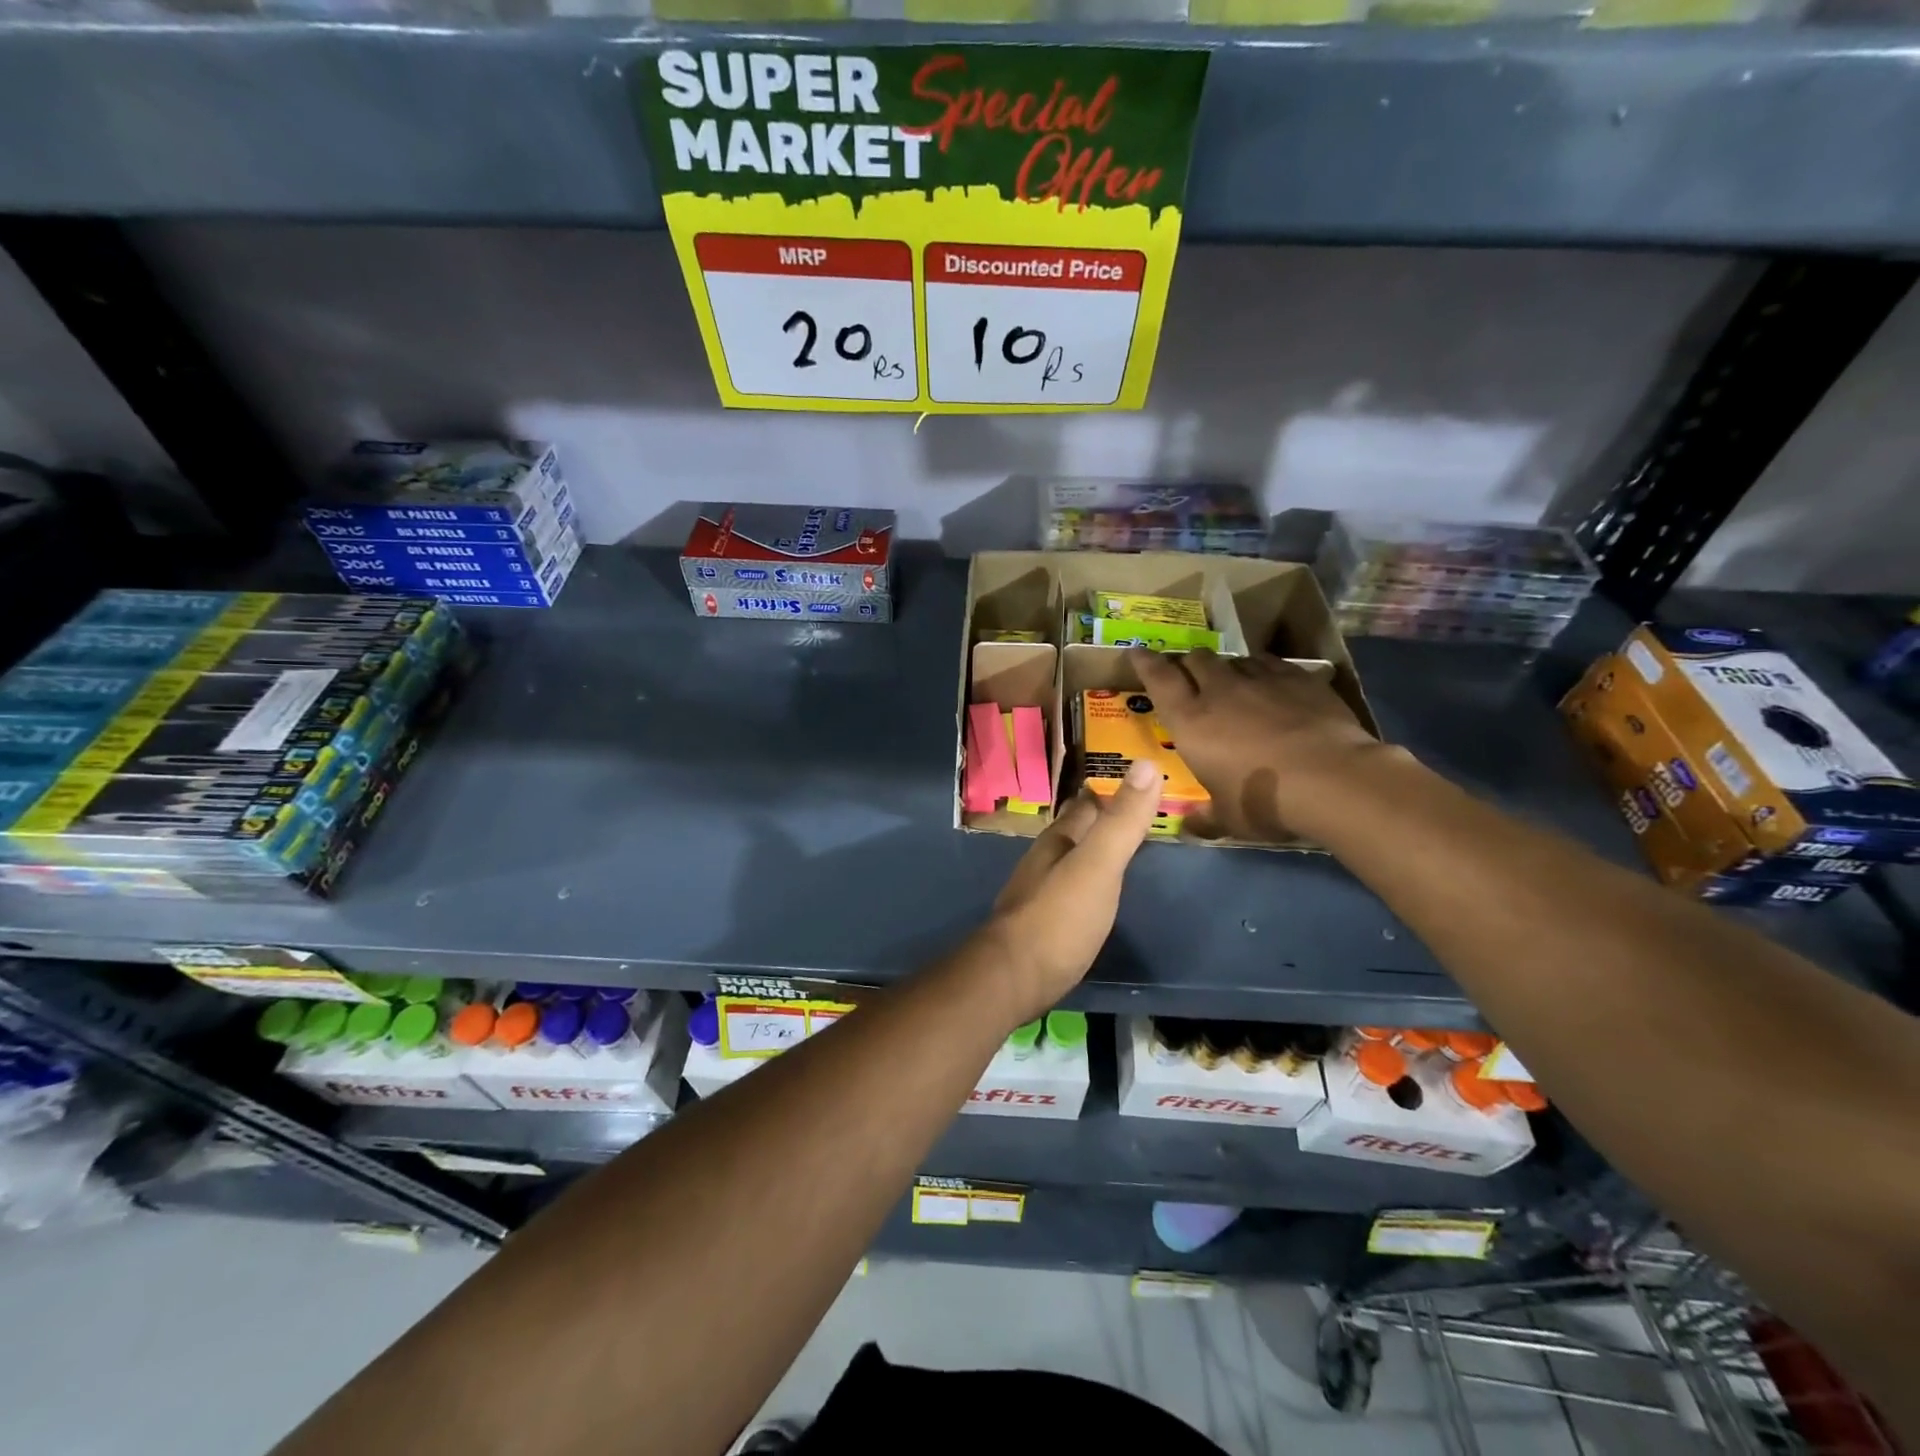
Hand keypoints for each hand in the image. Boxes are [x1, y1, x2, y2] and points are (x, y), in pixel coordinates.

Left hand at [975, 764, 1162, 1021]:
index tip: (1141, 780)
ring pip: (1073, 860)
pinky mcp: (1043, 924)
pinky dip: (1091, 882)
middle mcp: (1046, 860)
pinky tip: (1101, 894)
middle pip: (1079, 831)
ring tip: (1126, 849)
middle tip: (1142, 813)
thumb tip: (1146, 762)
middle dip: (1105, 819)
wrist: (1012, 979)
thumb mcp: (1098, 865)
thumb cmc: (1059, 918)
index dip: (1113, 790)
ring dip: (1097, 851)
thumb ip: (1122, 821)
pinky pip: (1072, 891)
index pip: (1088, 803)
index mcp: (1059, 840)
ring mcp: (1040, 892)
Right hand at [1129, 647, 1383, 840]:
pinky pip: (1271, 664)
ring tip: (1232, 682)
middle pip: (1197, 660)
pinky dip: (1263, 670)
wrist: (1334, 780)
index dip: (1145, 663)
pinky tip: (1270, 683)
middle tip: (1190, 677)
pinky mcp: (1299, 679)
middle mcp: (1220, 691)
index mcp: (1191, 722)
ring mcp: (1262, 680)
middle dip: (1189, 664)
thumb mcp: (1229, 818)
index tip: (1138, 653)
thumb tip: (1188, 828)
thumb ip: (1206, 818)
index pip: (1159, 679)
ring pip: (1235, 660)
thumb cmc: (1265, 800)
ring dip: (1227, 669)